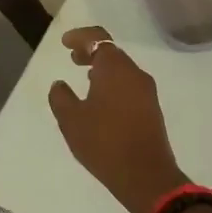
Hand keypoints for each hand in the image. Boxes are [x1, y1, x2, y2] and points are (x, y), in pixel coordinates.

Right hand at [47, 26, 187, 212]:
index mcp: (115, 68)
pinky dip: (113, 83)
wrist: (145, 175)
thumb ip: (61, 97)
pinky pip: (129, 85)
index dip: (80, 37)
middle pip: (112, 52)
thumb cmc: (104, 142)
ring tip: (85, 77)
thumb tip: (59, 85)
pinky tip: (101, 99)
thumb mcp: (71, 120)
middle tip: (72, 58)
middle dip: (91, 52)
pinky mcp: (152, 108)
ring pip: (122, 69)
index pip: (98, 39)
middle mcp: (135, 73)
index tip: (64, 43)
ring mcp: (147, 91)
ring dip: (103, 69)